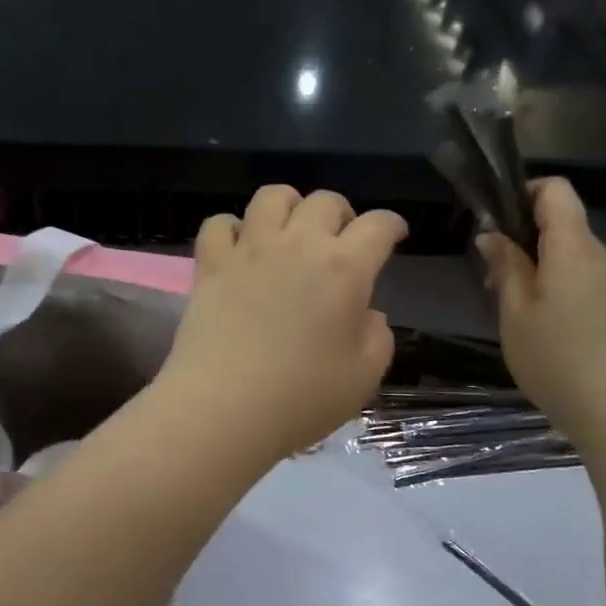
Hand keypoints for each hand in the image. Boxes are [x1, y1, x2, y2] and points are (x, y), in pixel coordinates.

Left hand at [157, 186, 406, 462]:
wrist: (224, 408)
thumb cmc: (302, 398)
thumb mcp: (365, 376)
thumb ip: (377, 336)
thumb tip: (365, 313)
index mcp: (345, 268)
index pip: (378, 226)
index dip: (392, 225)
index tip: (394, 236)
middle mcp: (299, 244)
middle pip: (326, 201)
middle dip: (342, 215)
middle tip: (341, 242)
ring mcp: (250, 249)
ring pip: (273, 196)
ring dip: (289, 207)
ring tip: (290, 232)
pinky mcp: (211, 264)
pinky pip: (219, 223)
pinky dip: (232, 229)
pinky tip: (239, 249)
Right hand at [478, 178, 605, 443]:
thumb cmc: (558, 357)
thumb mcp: (515, 312)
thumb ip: (505, 266)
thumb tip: (491, 235)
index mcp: (572, 247)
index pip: (555, 189)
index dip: (522, 193)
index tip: (493, 223)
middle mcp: (598, 256)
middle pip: (561, 222)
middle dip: (522, 236)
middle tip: (490, 273)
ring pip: (568, 255)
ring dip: (535, 266)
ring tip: (508, 304)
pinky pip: (579, 280)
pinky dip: (553, 287)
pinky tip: (536, 325)